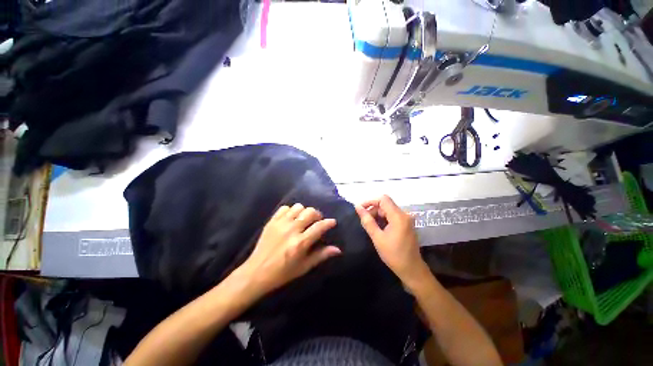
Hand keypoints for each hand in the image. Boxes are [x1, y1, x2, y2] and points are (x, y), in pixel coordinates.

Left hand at [237, 203, 340, 297]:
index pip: (319, 227)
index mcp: (300, 243)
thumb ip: (321, 255)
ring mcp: (280, 224)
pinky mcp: (272, 221)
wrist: (257, 272)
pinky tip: (291, 219)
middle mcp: (291, 230)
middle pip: (310, 212)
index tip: (332, 222)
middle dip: (317, 215)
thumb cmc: (283, 273)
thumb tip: (338, 249)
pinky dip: (291, 211)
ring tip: (303, 220)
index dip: (328, 223)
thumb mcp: (304, 267)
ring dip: (304, 212)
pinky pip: (285, 208)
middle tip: (316, 222)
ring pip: (298, 207)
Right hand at [355, 195, 427, 283]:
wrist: (412, 270)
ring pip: (388, 210)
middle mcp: (404, 214)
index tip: (360, 209)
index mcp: (398, 216)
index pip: (383, 199)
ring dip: (377, 215)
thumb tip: (358, 207)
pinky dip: (383, 219)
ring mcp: (406, 219)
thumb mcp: (377, 237)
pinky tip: (378, 228)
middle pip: (385, 204)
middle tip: (364, 221)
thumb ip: (367, 221)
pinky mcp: (406, 224)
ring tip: (369, 226)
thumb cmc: (393, 254)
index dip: (370, 201)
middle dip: (373, 210)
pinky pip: (392, 216)